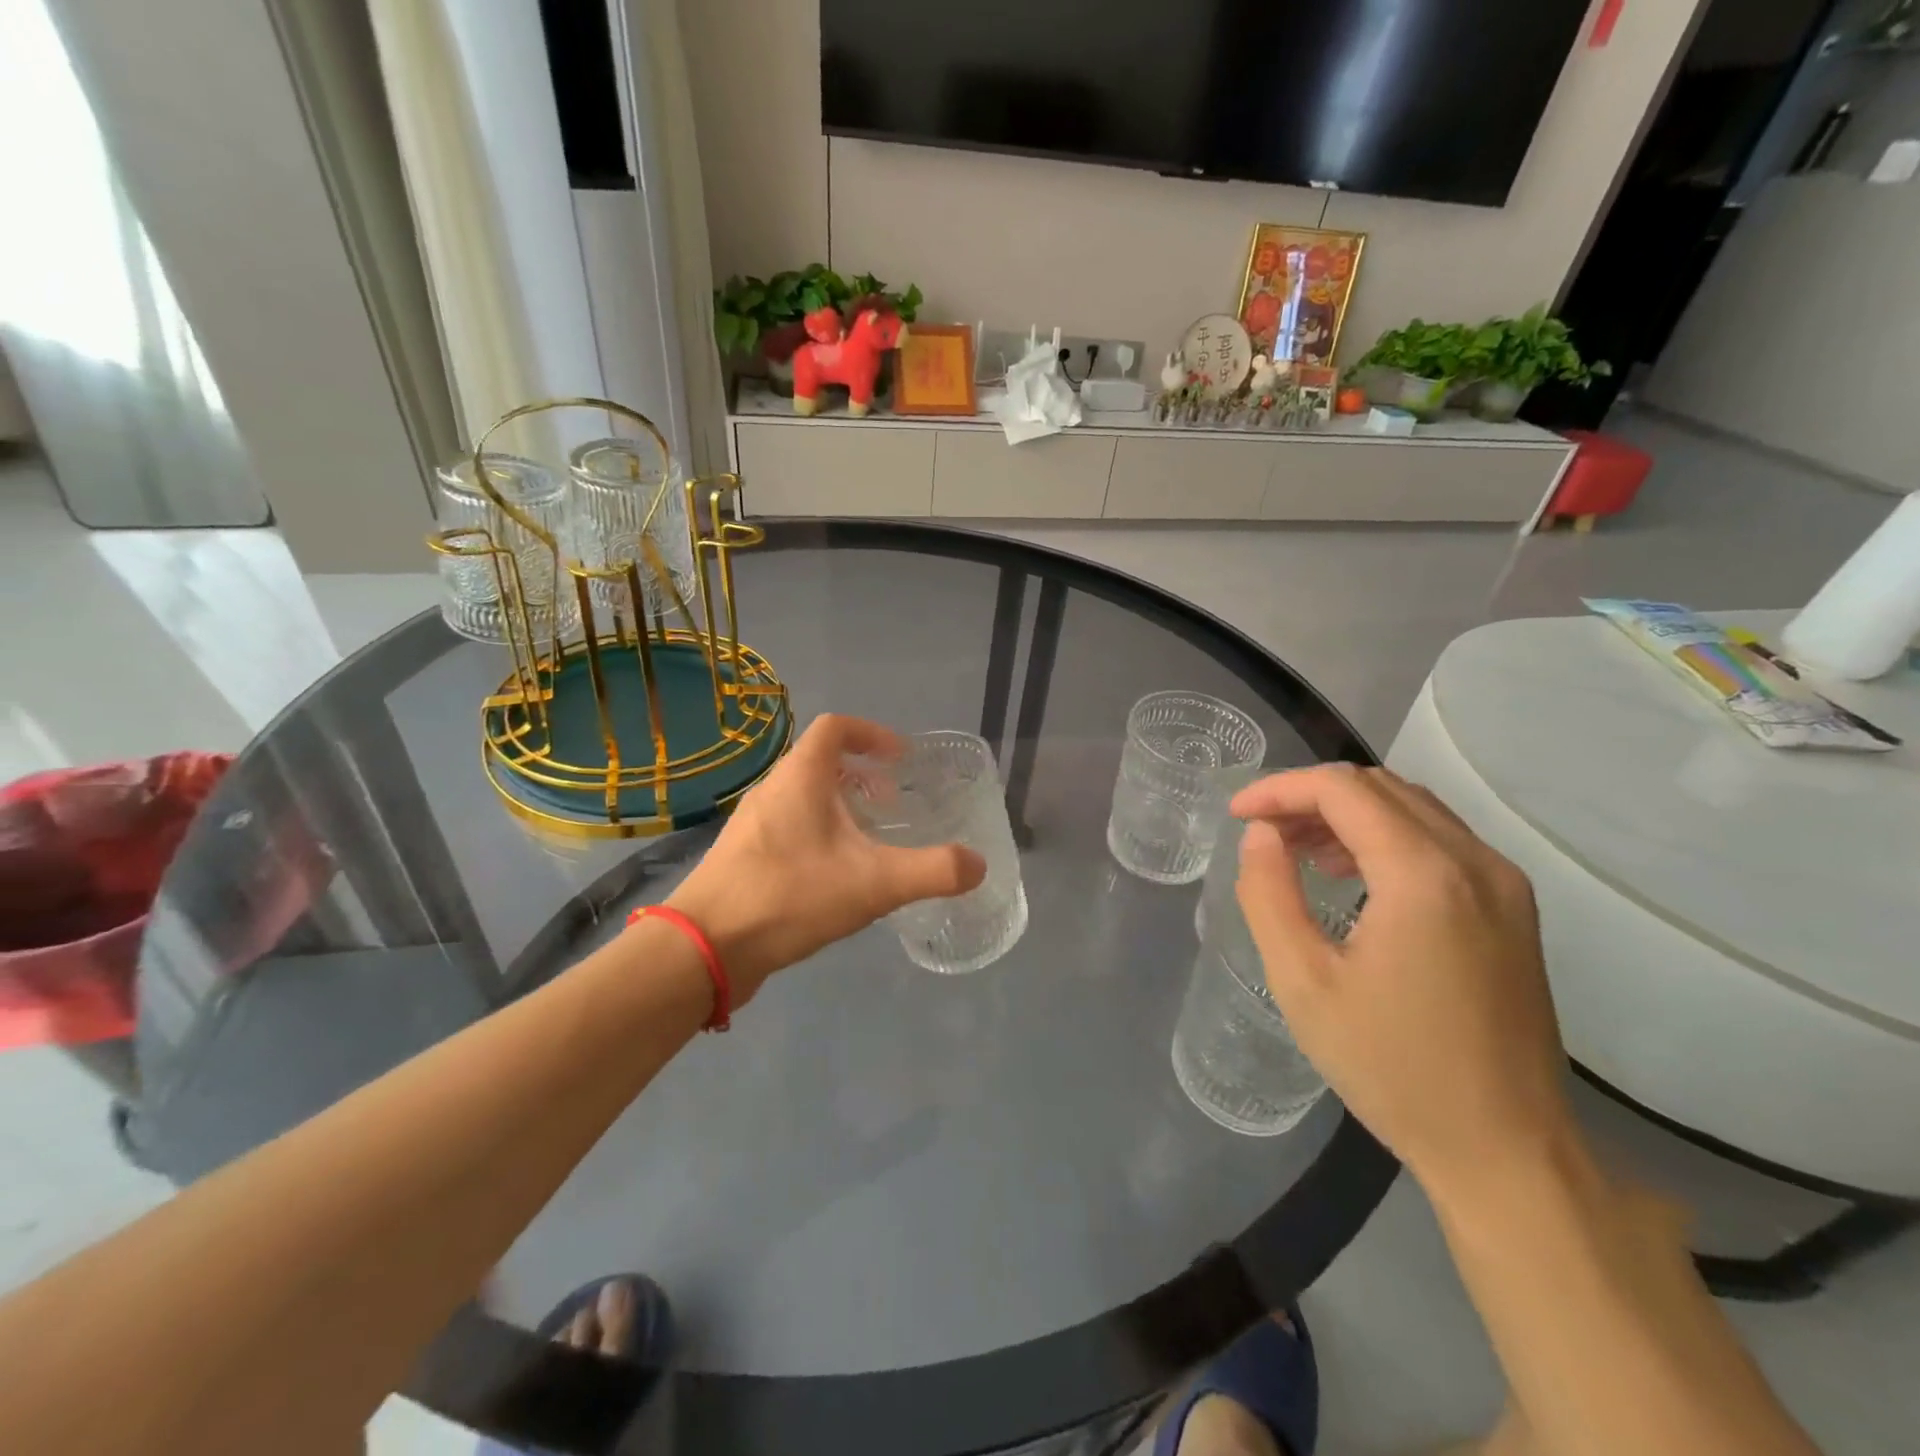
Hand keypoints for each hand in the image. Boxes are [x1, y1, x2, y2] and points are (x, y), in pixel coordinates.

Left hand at [666, 714, 984, 1001]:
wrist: (705, 947)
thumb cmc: (791, 896)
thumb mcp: (874, 883)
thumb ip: (932, 871)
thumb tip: (978, 865)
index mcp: (801, 778)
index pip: (836, 728)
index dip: (872, 734)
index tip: (901, 760)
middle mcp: (772, 790)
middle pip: (819, 762)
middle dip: (861, 775)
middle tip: (890, 804)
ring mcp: (752, 824)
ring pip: (802, 797)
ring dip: (838, 806)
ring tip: (867, 841)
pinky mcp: (742, 857)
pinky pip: (788, 828)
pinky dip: (817, 834)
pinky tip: (833, 877)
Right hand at [1230, 765, 1576, 1196]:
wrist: (1506, 1149)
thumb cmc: (1392, 1068)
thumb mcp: (1302, 981)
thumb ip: (1268, 893)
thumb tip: (1261, 835)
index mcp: (1424, 876)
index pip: (1342, 790)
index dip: (1279, 790)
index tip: (1236, 816)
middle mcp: (1475, 862)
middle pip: (1379, 788)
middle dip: (1309, 797)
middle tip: (1262, 833)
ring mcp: (1503, 883)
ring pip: (1412, 808)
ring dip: (1347, 814)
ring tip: (1298, 851)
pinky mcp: (1512, 907)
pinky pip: (1439, 840)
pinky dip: (1384, 836)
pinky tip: (1352, 876)